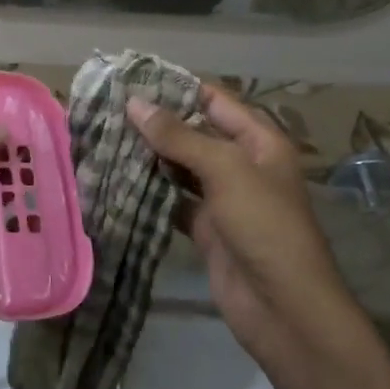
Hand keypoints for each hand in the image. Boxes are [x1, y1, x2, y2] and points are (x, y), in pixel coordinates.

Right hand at [127, 86, 358, 369]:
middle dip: (156, 123)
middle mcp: (242, 164)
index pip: (214, 102)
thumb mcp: (225, 171)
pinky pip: (174, 201)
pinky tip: (118, 180)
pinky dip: (151, 193)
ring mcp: (223, 198)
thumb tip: (134, 103)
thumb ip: (179, 136)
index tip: (132, 79)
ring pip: (181, 167)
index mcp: (259, 141)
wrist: (284, 309)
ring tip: (105, 138)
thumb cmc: (264, 226)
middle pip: (195, 133)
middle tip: (107, 110)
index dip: (177, 89)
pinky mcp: (207, 229)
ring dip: (150, 157)